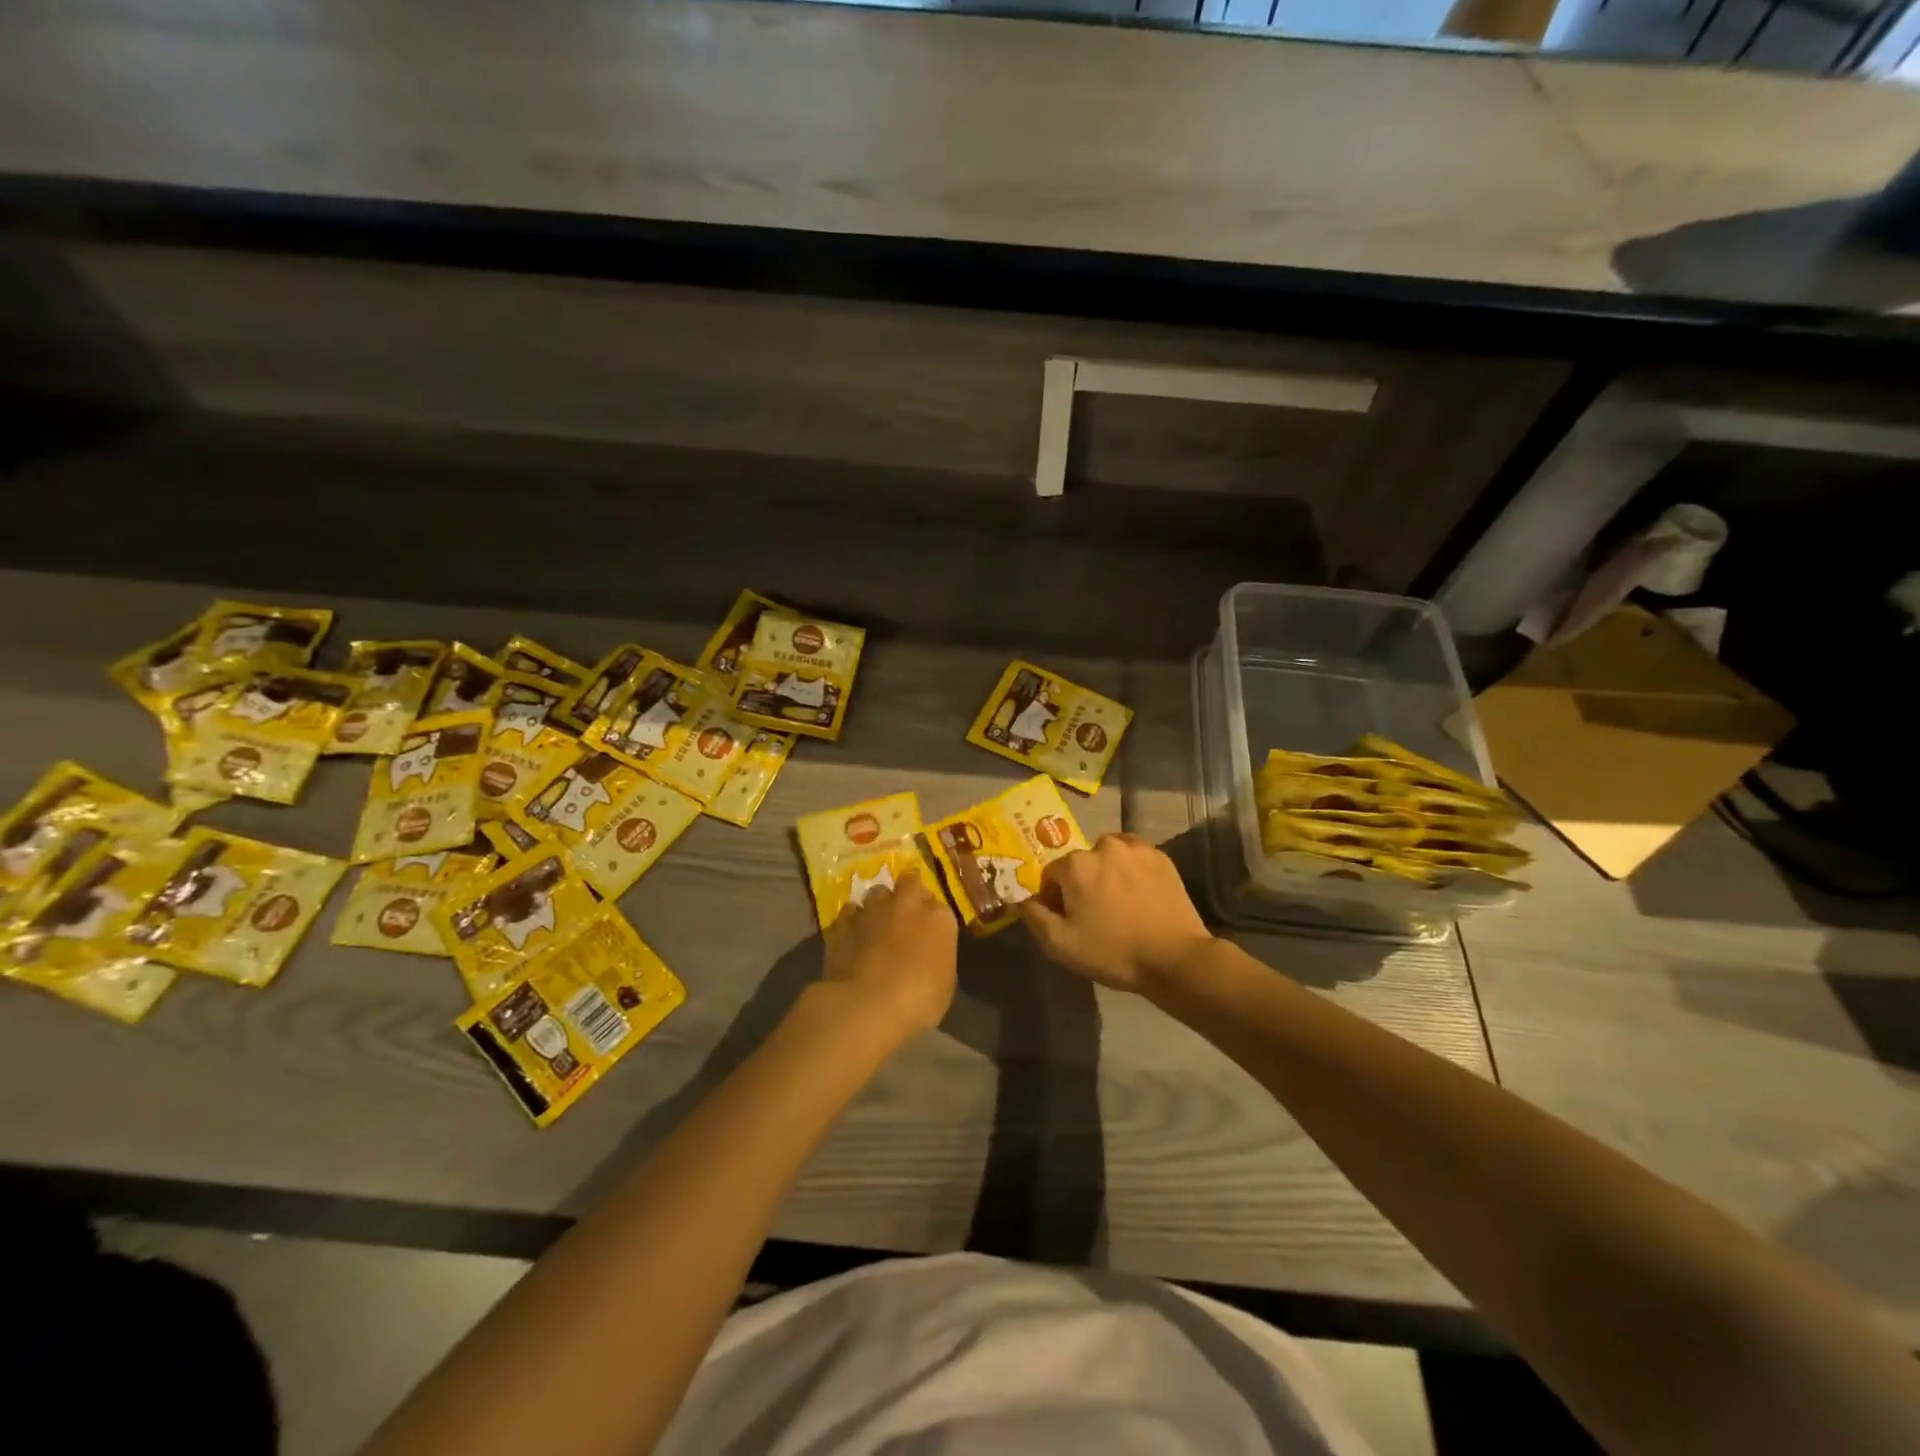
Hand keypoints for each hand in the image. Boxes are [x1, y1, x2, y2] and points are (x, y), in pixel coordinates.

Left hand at [820, 877, 957, 1039]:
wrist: (866, 1005)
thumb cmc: (918, 1001)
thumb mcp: (944, 983)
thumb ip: (938, 956)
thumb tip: (928, 952)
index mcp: (938, 917)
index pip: (940, 905)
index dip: (932, 917)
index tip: (929, 932)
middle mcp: (907, 903)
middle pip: (909, 883)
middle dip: (908, 894)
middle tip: (905, 915)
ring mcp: (872, 910)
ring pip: (877, 893)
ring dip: (879, 904)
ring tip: (877, 924)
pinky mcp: (843, 923)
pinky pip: (850, 912)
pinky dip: (853, 920)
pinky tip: (853, 935)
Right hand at [1020, 833, 1211, 994]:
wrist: (1174, 959)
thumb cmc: (1113, 952)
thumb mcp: (1061, 945)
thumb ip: (1034, 917)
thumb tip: (1022, 899)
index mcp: (1076, 865)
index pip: (1051, 874)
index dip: (1054, 898)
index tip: (1067, 920)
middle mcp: (1104, 846)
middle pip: (1080, 863)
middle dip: (1081, 883)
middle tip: (1094, 914)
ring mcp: (1136, 849)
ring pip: (1108, 854)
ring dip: (1106, 871)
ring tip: (1118, 901)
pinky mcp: (1161, 857)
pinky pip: (1134, 855)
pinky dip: (1130, 868)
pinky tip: (1138, 893)